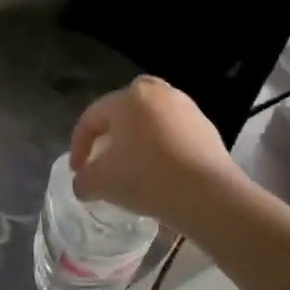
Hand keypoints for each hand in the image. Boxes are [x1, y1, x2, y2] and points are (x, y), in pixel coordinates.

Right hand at [70, 76, 245, 224]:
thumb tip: (82, 183)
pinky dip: (162, 149)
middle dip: (110, 136)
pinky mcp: (207, 128)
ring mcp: (186, 108)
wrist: (211, 197)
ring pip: (150, 122)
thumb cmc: (148, 178)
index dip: (79, 145)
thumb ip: (83, 179)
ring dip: (137, 142)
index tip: (78, 172)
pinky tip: (161, 174)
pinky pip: (173, 134)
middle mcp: (158, 92)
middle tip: (104, 161)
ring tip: (133, 170)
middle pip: (123, 112)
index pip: (92, 117)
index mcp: (129, 96)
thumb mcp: (102, 183)